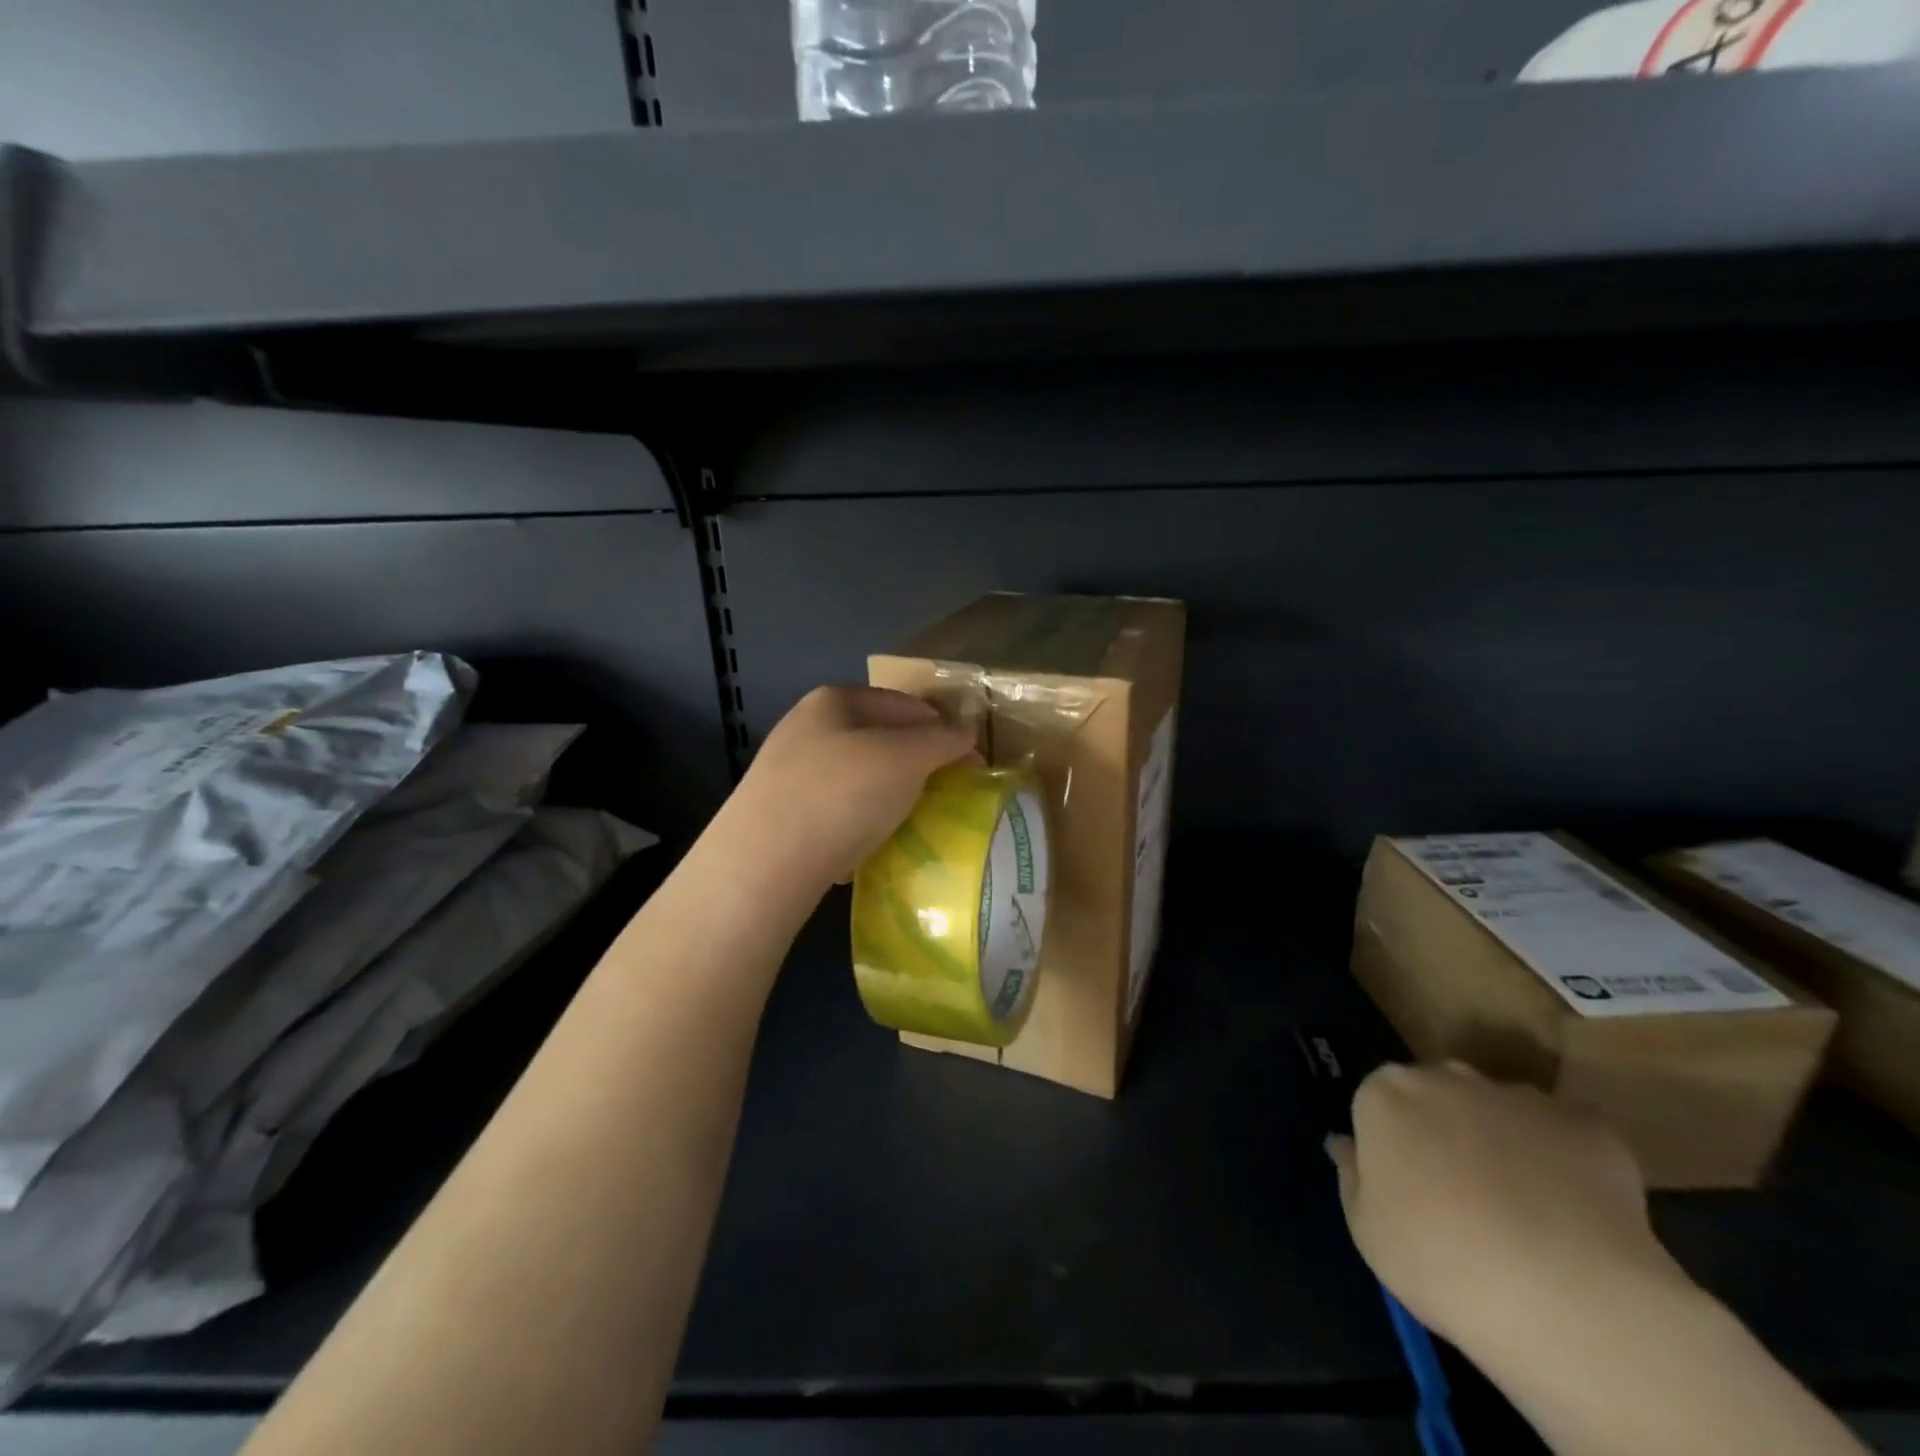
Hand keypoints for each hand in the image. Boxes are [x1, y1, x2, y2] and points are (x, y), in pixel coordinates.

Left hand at [722, 687, 976, 895]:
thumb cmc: (842, 794)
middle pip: (879, 738)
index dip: (942, 728)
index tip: (969, 762)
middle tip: (944, 792)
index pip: (905, 704)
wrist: (765, 863)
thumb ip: (942, 740)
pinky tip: (869, 843)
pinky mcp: (779, 815)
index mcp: (834, 700)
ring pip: (857, 776)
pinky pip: (835, 810)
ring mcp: (787, 772)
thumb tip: (967, 731)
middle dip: (915, 763)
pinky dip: (857, 821)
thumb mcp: (906, 758)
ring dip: (887, 794)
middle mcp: (806, 727)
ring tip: (911, 820)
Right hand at [1327, 1063, 1689, 1359]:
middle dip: (1447, 1131)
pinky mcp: (1589, 1126)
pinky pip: (1568, 1138)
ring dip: (1506, 1144)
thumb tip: (1346, 1143)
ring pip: (1503, 1112)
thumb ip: (1353, 1175)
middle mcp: (1447, 1076)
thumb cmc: (1438, 1259)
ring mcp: (1520, 1096)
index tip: (1407, 1187)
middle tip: (1462, 1197)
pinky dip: (1569, 1166)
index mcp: (1386, 1093)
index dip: (1392, 1143)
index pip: (1379, 1102)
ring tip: (1527, 1214)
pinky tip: (1578, 1218)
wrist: (1565, 1296)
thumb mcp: (1367, 1229)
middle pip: (1440, 1096)